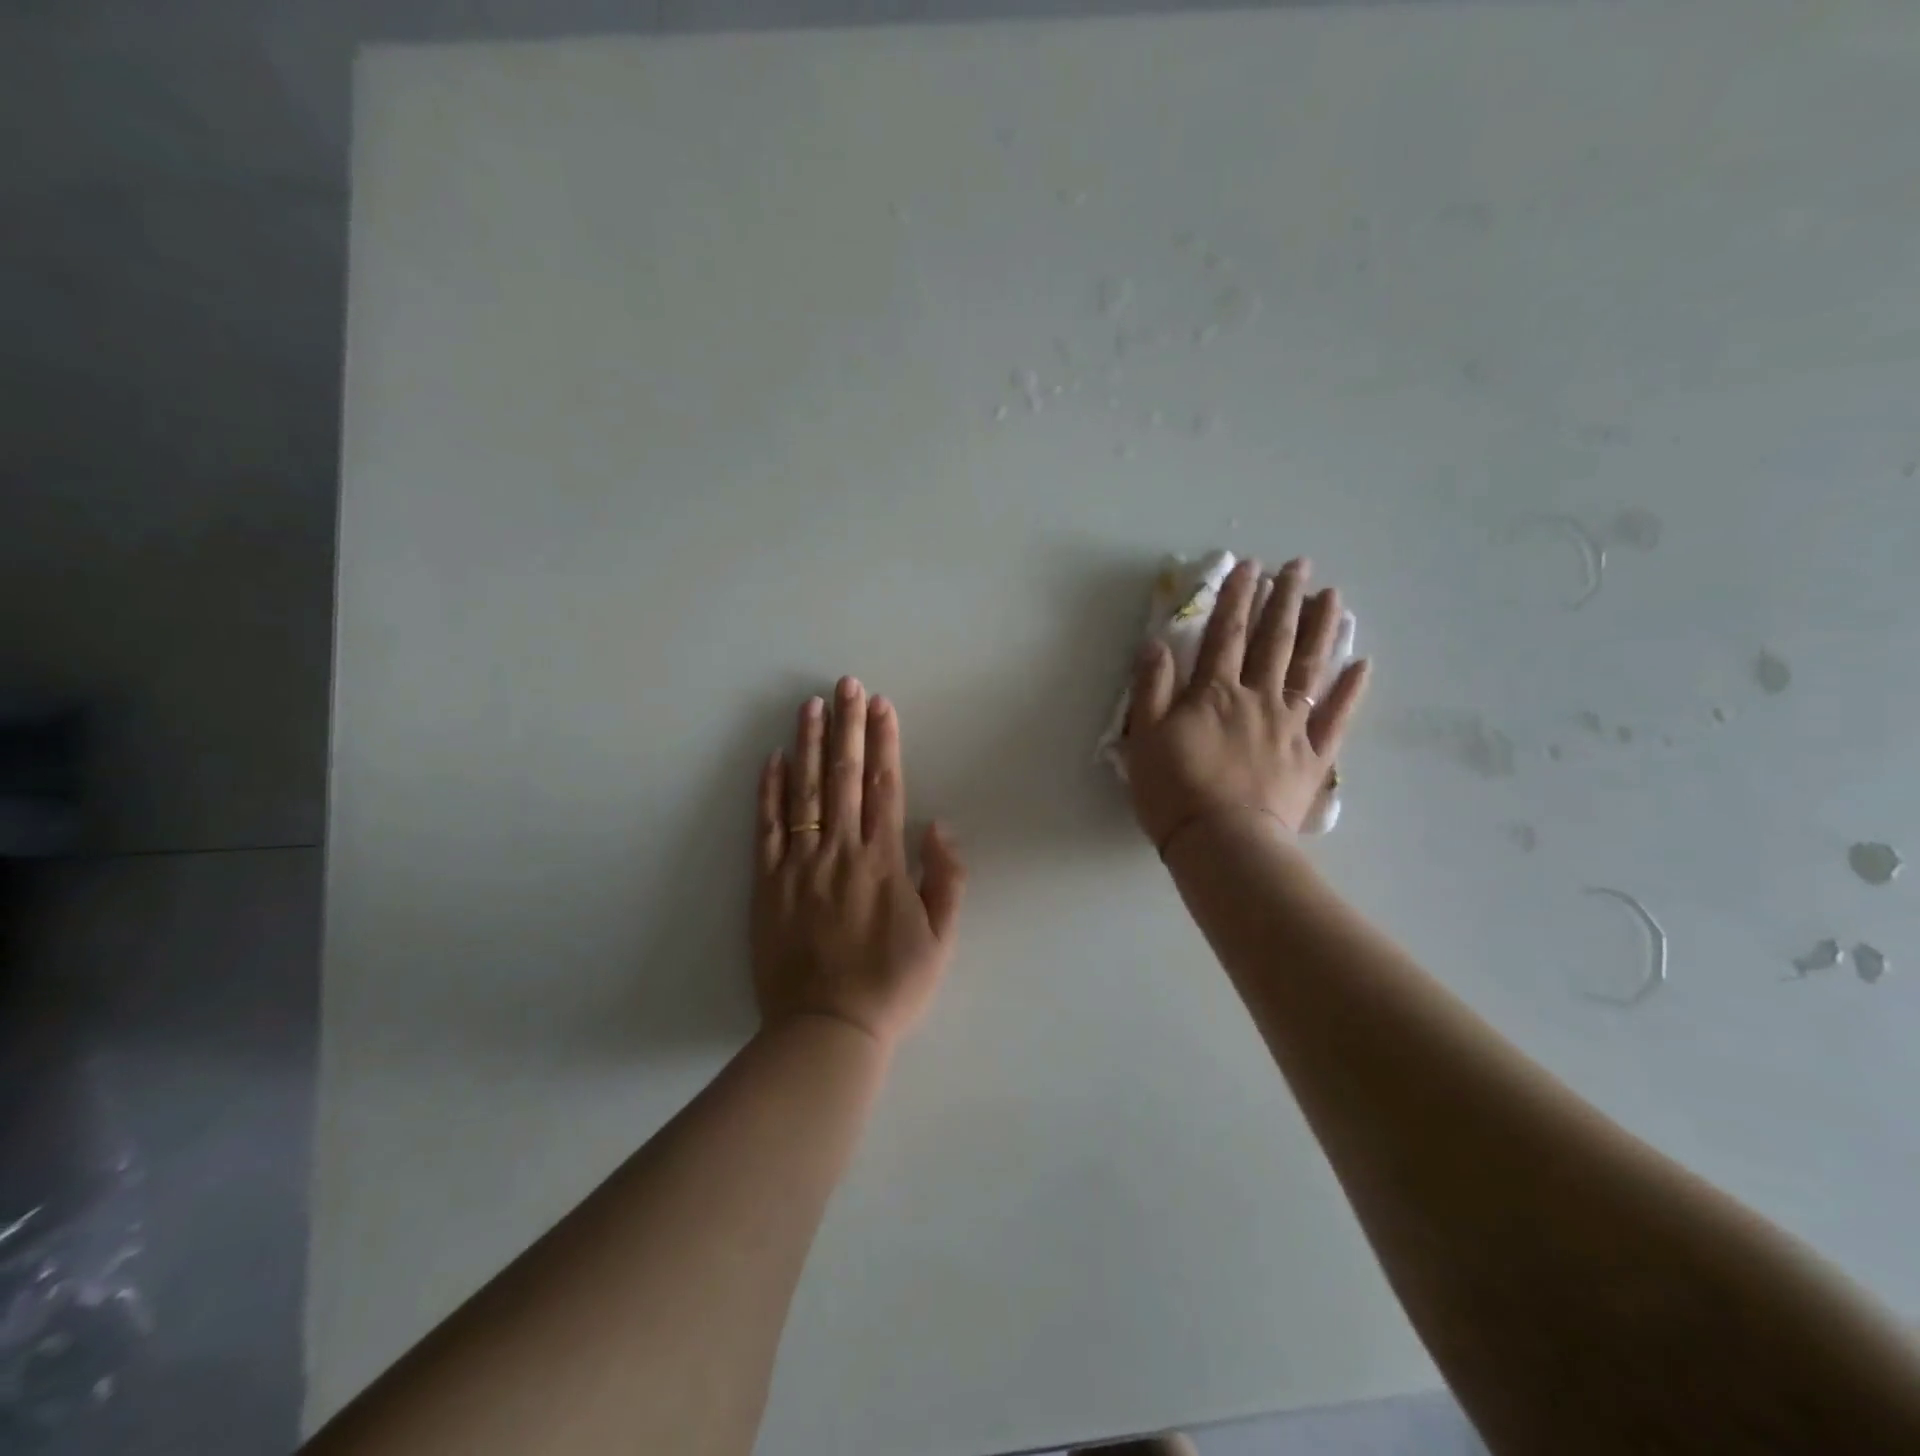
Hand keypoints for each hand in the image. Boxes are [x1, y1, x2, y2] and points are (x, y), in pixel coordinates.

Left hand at [752, 678, 965, 1049]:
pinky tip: (772, 758)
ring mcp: (800, 866)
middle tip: (846, 684)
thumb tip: (938, 824)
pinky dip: (769, 791)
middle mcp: (841, 852)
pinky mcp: (767, 884)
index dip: (883, 742)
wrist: (827, 1029)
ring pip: (804, 792)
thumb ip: (945, 879)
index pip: (884, 786)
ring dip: (808, 744)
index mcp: (884, 862)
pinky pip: (767, 828)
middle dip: (847, 726)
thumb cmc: (892, 986)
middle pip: (843, 777)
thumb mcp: (941, 939)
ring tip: (810, 705)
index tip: (881, 705)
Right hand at [1124, 557, 1369, 847]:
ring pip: (1308, 668)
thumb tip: (1156, 642)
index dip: (1236, 598)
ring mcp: (1291, 725)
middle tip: (1299, 567)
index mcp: (1214, 693)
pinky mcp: (1314, 756)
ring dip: (1321, 629)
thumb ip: (1151, 688)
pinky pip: (1336, 717)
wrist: (1222, 842)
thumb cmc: (1174, 791)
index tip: (1249, 566)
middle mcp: (1257, 698)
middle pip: (1273, 641)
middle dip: (1284, 600)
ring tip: (1332, 597)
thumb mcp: (1144, 738)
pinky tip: (1362, 664)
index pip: (1226, 634)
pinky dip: (1351, 690)